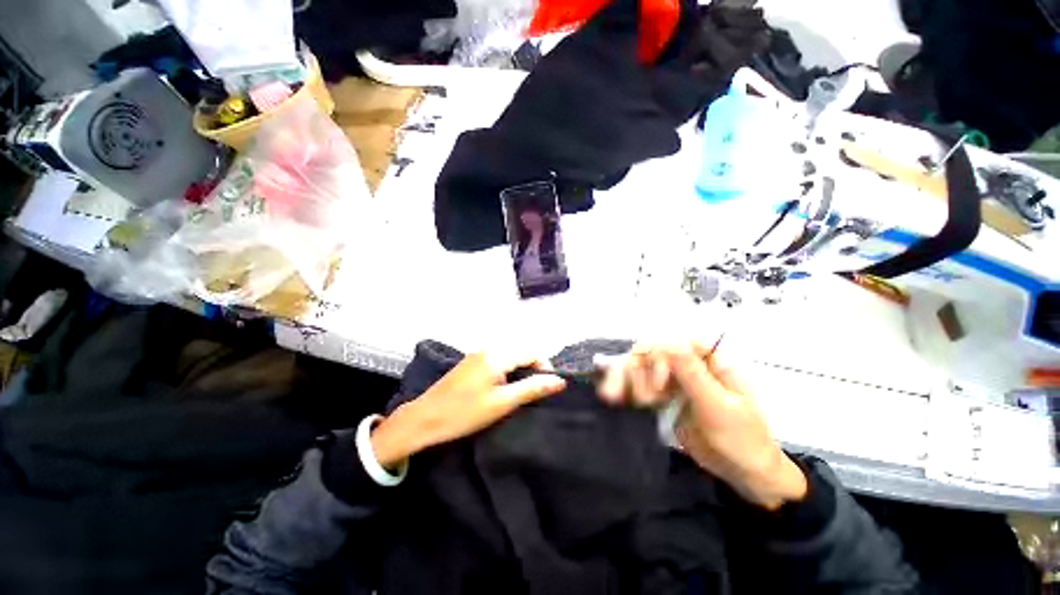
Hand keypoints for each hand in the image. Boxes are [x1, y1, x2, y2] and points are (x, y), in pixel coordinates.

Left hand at [370, 352, 565, 467]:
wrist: (424, 418)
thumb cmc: (465, 413)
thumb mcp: (502, 403)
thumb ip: (532, 389)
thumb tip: (559, 381)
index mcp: (498, 354)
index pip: (532, 352)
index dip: (544, 368)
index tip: (547, 389)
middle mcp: (489, 348)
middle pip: (521, 352)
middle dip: (533, 369)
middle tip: (534, 393)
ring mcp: (478, 353)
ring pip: (510, 356)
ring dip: (520, 370)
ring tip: (521, 392)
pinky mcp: (471, 361)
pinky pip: (498, 359)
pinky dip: (507, 370)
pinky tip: (503, 388)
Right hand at [598, 343, 806, 509]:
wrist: (744, 473)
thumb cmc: (742, 437)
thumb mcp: (719, 405)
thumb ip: (693, 374)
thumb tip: (670, 344)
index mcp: (709, 362)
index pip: (676, 344)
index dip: (660, 355)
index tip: (658, 382)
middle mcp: (688, 367)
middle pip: (653, 354)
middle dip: (637, 369)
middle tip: (633, 395)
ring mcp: (674, 383)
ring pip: (642, 369)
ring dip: (626, 379)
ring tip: (615, 397)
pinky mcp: (664, 399)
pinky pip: (641, 387)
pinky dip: (625, 390)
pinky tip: (613, 396)